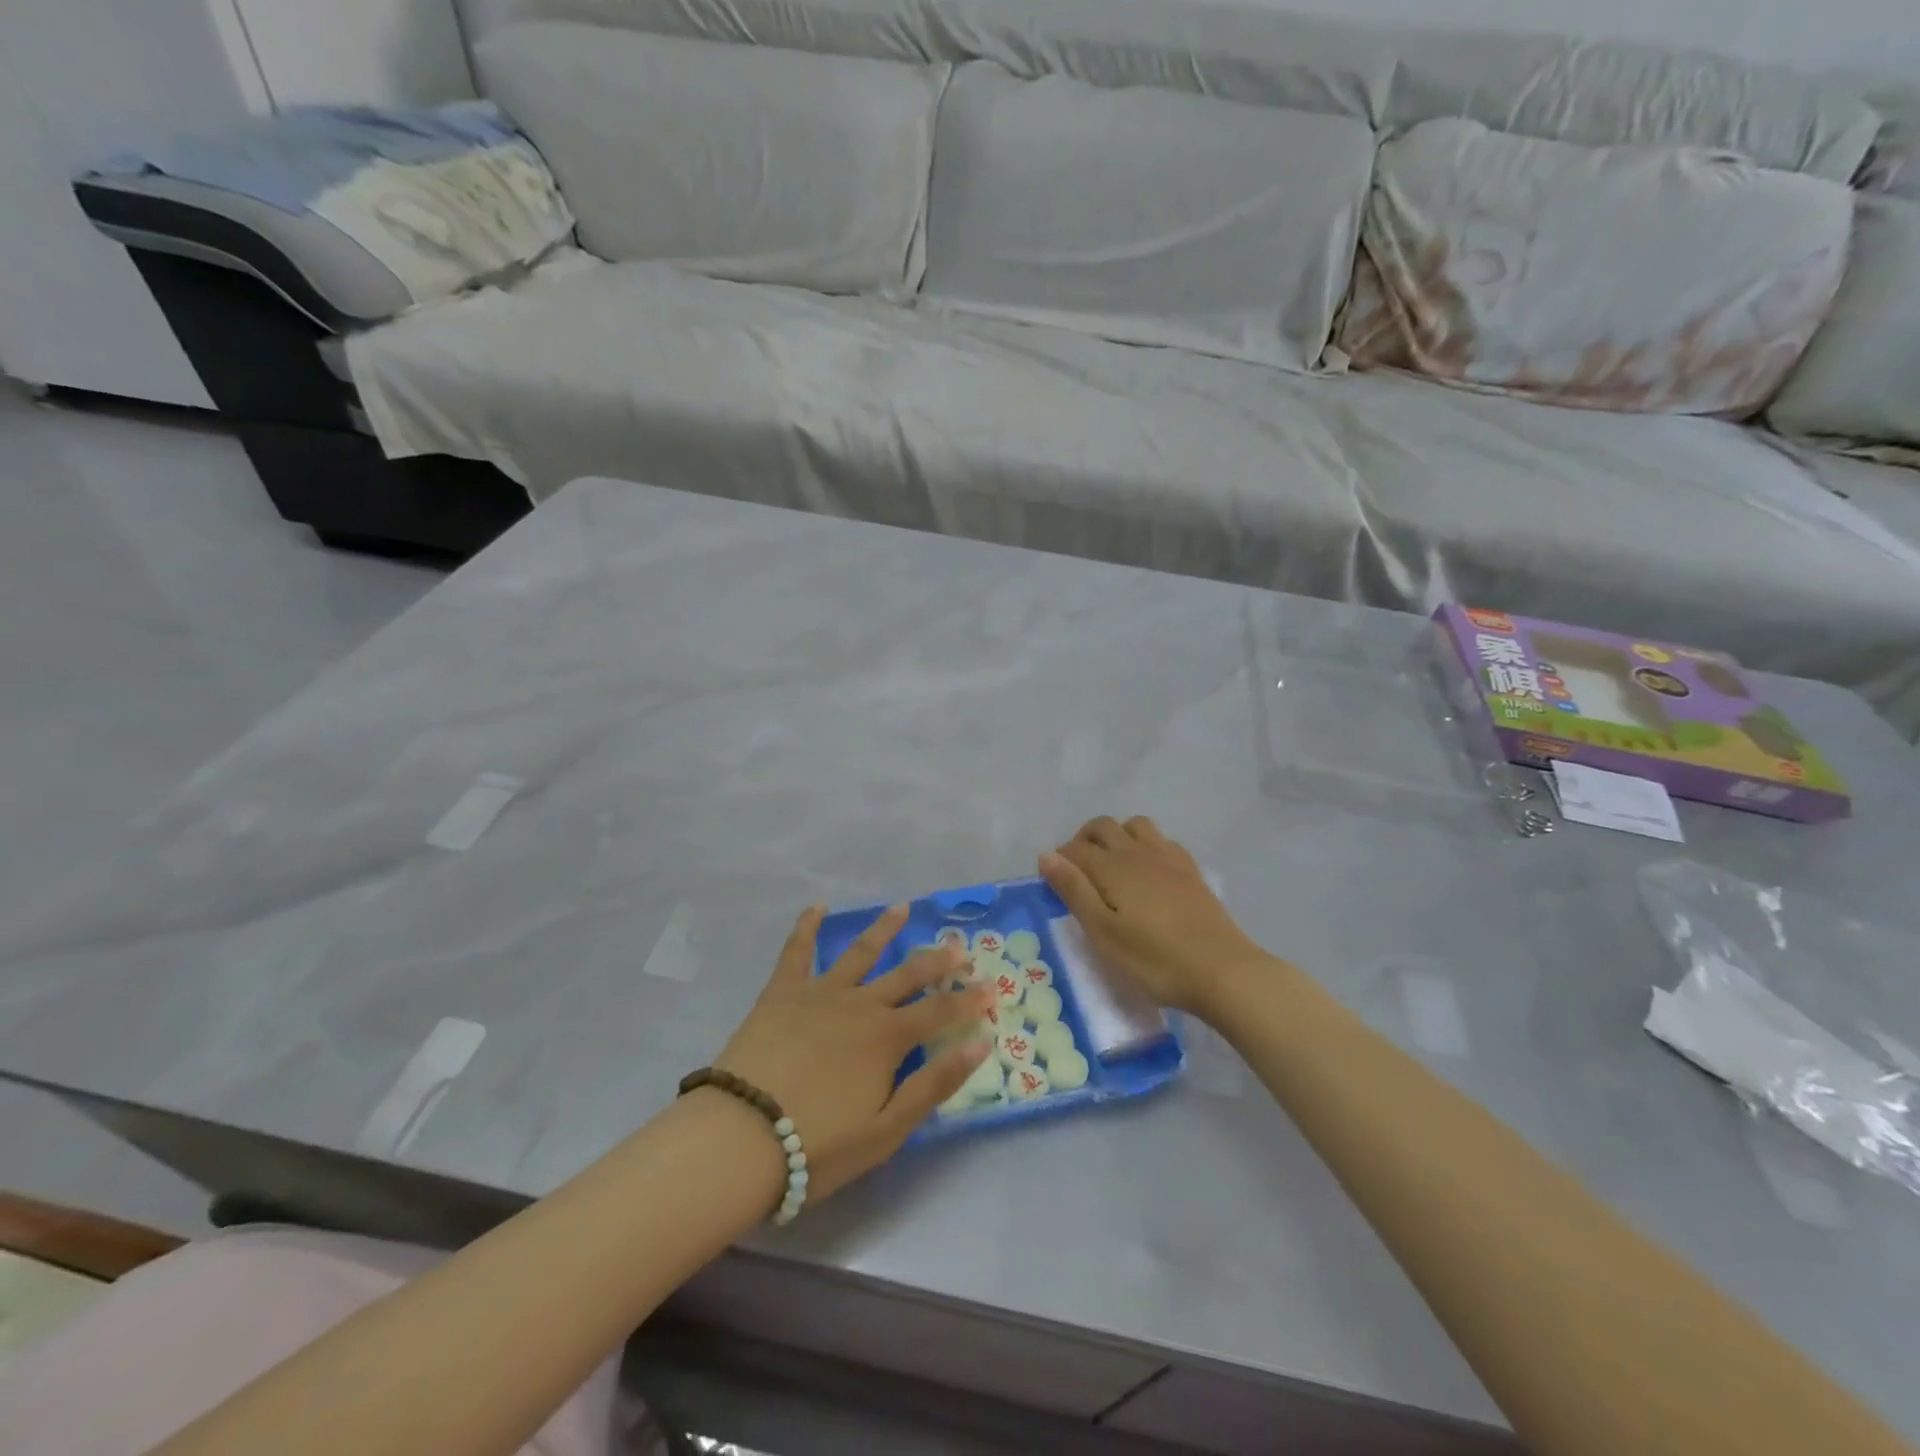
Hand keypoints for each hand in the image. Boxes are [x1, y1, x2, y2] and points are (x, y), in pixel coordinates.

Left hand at [714, 905, 993, 1203]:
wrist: (742, 1136)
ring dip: (884, 929)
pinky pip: (797, 951)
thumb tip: (981, 1044)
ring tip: (902, 908)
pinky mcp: (782, 992)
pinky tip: (816, 906)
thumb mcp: (888, 1129)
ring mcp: (820, 992)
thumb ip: (935, 1083)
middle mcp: (861, 1004)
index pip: (941, 1011)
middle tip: (960, 945)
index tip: (993, 987)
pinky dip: (806, 926)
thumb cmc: (819, 1144)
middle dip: (938, 960)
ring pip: (860, 952)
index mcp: (889, 1038)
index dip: (970, 1000)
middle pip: (908, 974)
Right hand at [1040, 816, 1271, 1017]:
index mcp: (1112, 866)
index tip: (1053, 884)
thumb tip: (1045, 855)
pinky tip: (1148, 870)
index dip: (1058, 860)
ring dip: (1116, 835)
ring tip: (1111, 865)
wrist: (1222, 970)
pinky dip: (1145, 844)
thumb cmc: (1154, 960)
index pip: (1074, 848)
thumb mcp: (1103, 933)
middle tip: (1078, 872)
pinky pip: (1161, 840)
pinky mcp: (1191, 870)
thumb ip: (1073, 890)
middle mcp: (1137, 851)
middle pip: (1102, 826)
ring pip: (1134, 825)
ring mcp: (1168, 857)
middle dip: (1083, 840)